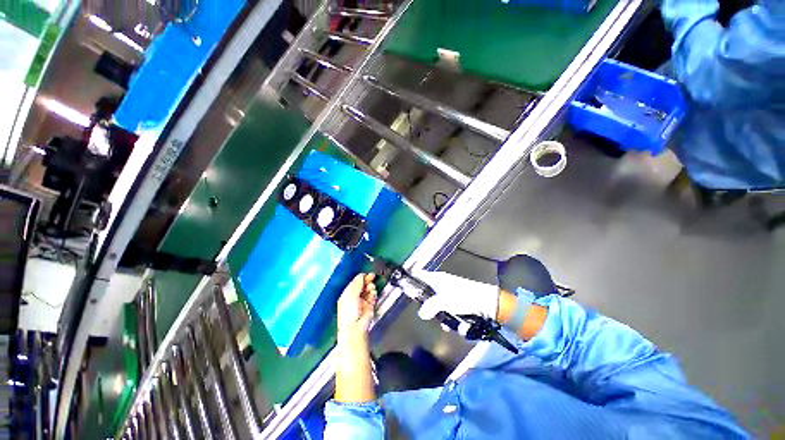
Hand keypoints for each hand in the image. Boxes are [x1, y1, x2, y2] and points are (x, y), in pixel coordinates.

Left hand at [335, 274, 376, 402]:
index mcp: (347, 294)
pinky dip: (373, 294)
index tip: (366, 274)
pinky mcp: (369, 307)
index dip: (361, 278)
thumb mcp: (351, 294)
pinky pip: (372, 297)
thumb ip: (357, 283)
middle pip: (362, 286)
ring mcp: (362, 302)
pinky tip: (372, 294)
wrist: (355, 327)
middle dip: (367, 281)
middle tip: (372, 277)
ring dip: (371, 287)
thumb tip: (362, 275)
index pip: (354, 283)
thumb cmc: (349, 312)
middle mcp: (354, 297)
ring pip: (368, 290)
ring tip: (371, 288)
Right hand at [413, 270, 499, 321]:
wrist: (487, 302)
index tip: (404, 286)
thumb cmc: (464, 297)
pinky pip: (446, 307)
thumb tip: (421, 313)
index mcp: (437, 278)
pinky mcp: (457, 299)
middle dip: (426, 303)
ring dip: (439, 313)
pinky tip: (452, 323)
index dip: (411, 278)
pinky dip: (448, 315)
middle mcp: (441, 282)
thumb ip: (431, 307)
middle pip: (426, 290)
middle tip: (426, 312)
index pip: (419, 274)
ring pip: (436, 301)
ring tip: (444, 321)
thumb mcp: (444, 302)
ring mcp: (449, 291)